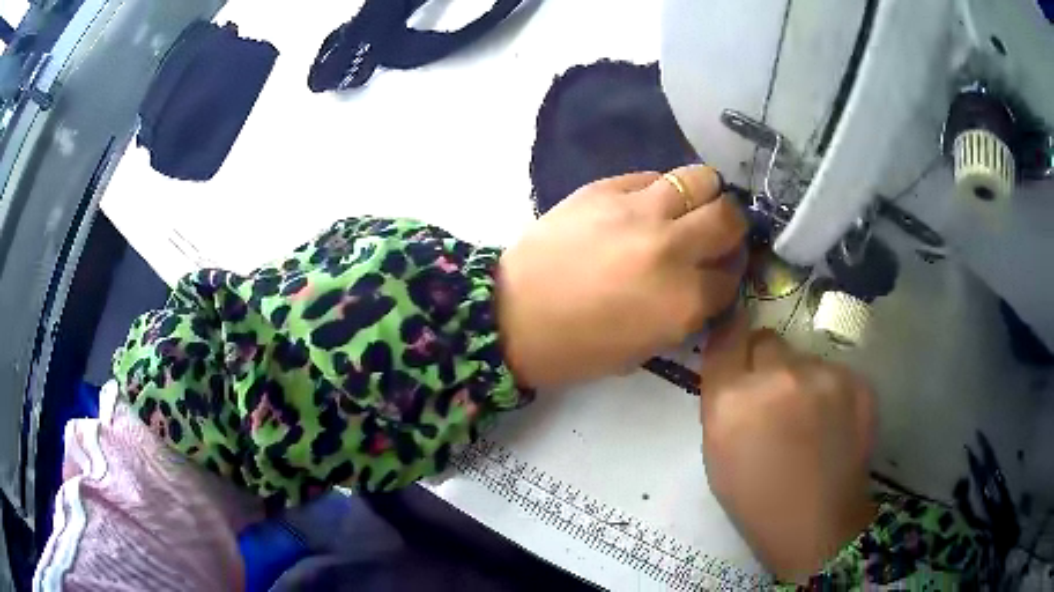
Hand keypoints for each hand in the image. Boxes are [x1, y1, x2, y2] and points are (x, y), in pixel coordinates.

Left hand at [497, 165, 745, 388]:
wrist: (513, 315)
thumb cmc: (578, 347)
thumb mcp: (646, 348)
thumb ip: (687, 314)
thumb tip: (706, 283)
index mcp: (683, 300)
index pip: (731, 276)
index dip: (728, 275)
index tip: (718, 273)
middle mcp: (672, 248)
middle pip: (729, 218)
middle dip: (730, 228)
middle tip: (714, 234)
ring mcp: (639, 211)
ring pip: (700, 180)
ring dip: (703, 194)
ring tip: (688, 208)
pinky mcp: (606, 188)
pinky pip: (652, 175)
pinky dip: (660, 189)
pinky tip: (646, 205)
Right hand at [699, 314, 876, 581]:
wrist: (818, 526)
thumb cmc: (757, 500)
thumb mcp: (717, 453)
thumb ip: (722, 401)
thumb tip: (735, 365)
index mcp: (733, 399)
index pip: (727, 337)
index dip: (731, 340)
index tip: (737, 349)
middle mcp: (779, 376)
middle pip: (767, 339)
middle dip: (765, 361)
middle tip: (774, 397)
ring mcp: (825, 376)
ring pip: (804, 357)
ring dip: (801, 378)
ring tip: (810, 420)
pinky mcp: (858, 382)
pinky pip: (834, 372)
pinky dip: (830, 391)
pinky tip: (833, 425)